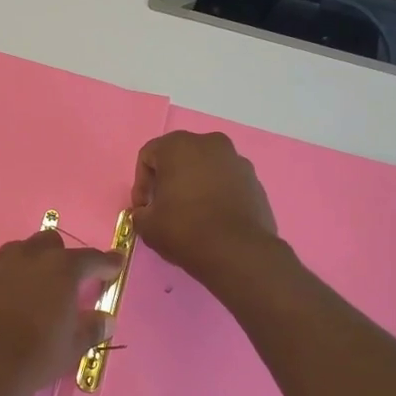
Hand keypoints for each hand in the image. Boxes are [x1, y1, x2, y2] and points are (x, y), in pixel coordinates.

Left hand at [0, 232, 121, 395]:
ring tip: (29, 286)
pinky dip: (0, 271)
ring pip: (19, 249)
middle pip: (51, 243)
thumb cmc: (34, 358)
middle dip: (61, 257)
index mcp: (62, 270)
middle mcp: (30, 256)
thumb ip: (92, 328)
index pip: (92, 258)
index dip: (107, 262)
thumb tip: (106, 319)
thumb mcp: (72, 348)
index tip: (115, 264)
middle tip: (64, 281)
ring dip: (29, 262)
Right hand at [130, 130, 279, 284]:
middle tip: (164, 207)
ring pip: (206, 168)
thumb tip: (147, 212)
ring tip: (191, 214)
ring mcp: (237, 160)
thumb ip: (140, 212)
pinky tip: (213, 219)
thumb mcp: (146, 225)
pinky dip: (217, 194)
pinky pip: (227, 182)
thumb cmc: (184, 229)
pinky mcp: (255, 181)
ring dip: (194, 185)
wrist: (237, 252)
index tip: (143, 208)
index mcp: (179, 145)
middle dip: (169, 180)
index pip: (148, 156)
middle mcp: (210, 143)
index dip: (141, 183)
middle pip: (179, 157)